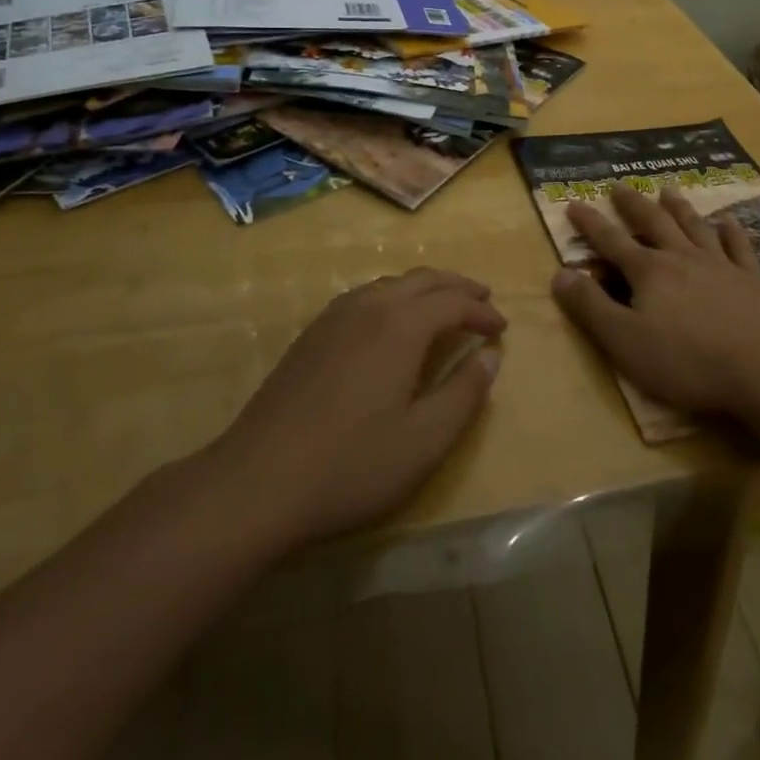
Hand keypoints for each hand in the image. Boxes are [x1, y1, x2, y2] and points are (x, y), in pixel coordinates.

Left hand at [207, 268, 504, 550]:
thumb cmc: (351, 464)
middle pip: (423, 279)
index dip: (482, 311)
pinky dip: (394, 297)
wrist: (257, 480)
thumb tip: (490, 357)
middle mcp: (370, 306)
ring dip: (425, 289)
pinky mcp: (312, 334)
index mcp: (401, 325)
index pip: (453, 302)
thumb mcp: (424, 441)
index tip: (502, 328)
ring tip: (443, 306)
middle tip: (483, 298)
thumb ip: (464, 394)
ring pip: (391, 283)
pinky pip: (365, 296)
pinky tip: (392, 322)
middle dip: (457, 286)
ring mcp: (335, 316)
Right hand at [550, 186, 759, 418]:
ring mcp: (720, 265)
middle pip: (653, 223)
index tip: (574, 203)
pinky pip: (738, 247)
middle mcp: (682, 257)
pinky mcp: (752, 280)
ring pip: (694, 226)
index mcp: (649, 272)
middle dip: (633, 204)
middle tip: (620, 186)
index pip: (611, 241)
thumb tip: (559, 273)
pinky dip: (731, 232)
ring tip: (668, 191)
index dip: (590, 224)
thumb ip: (590, 307)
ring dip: (678, 207)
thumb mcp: (624, 341)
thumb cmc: (686, 360)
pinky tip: (728, 221)